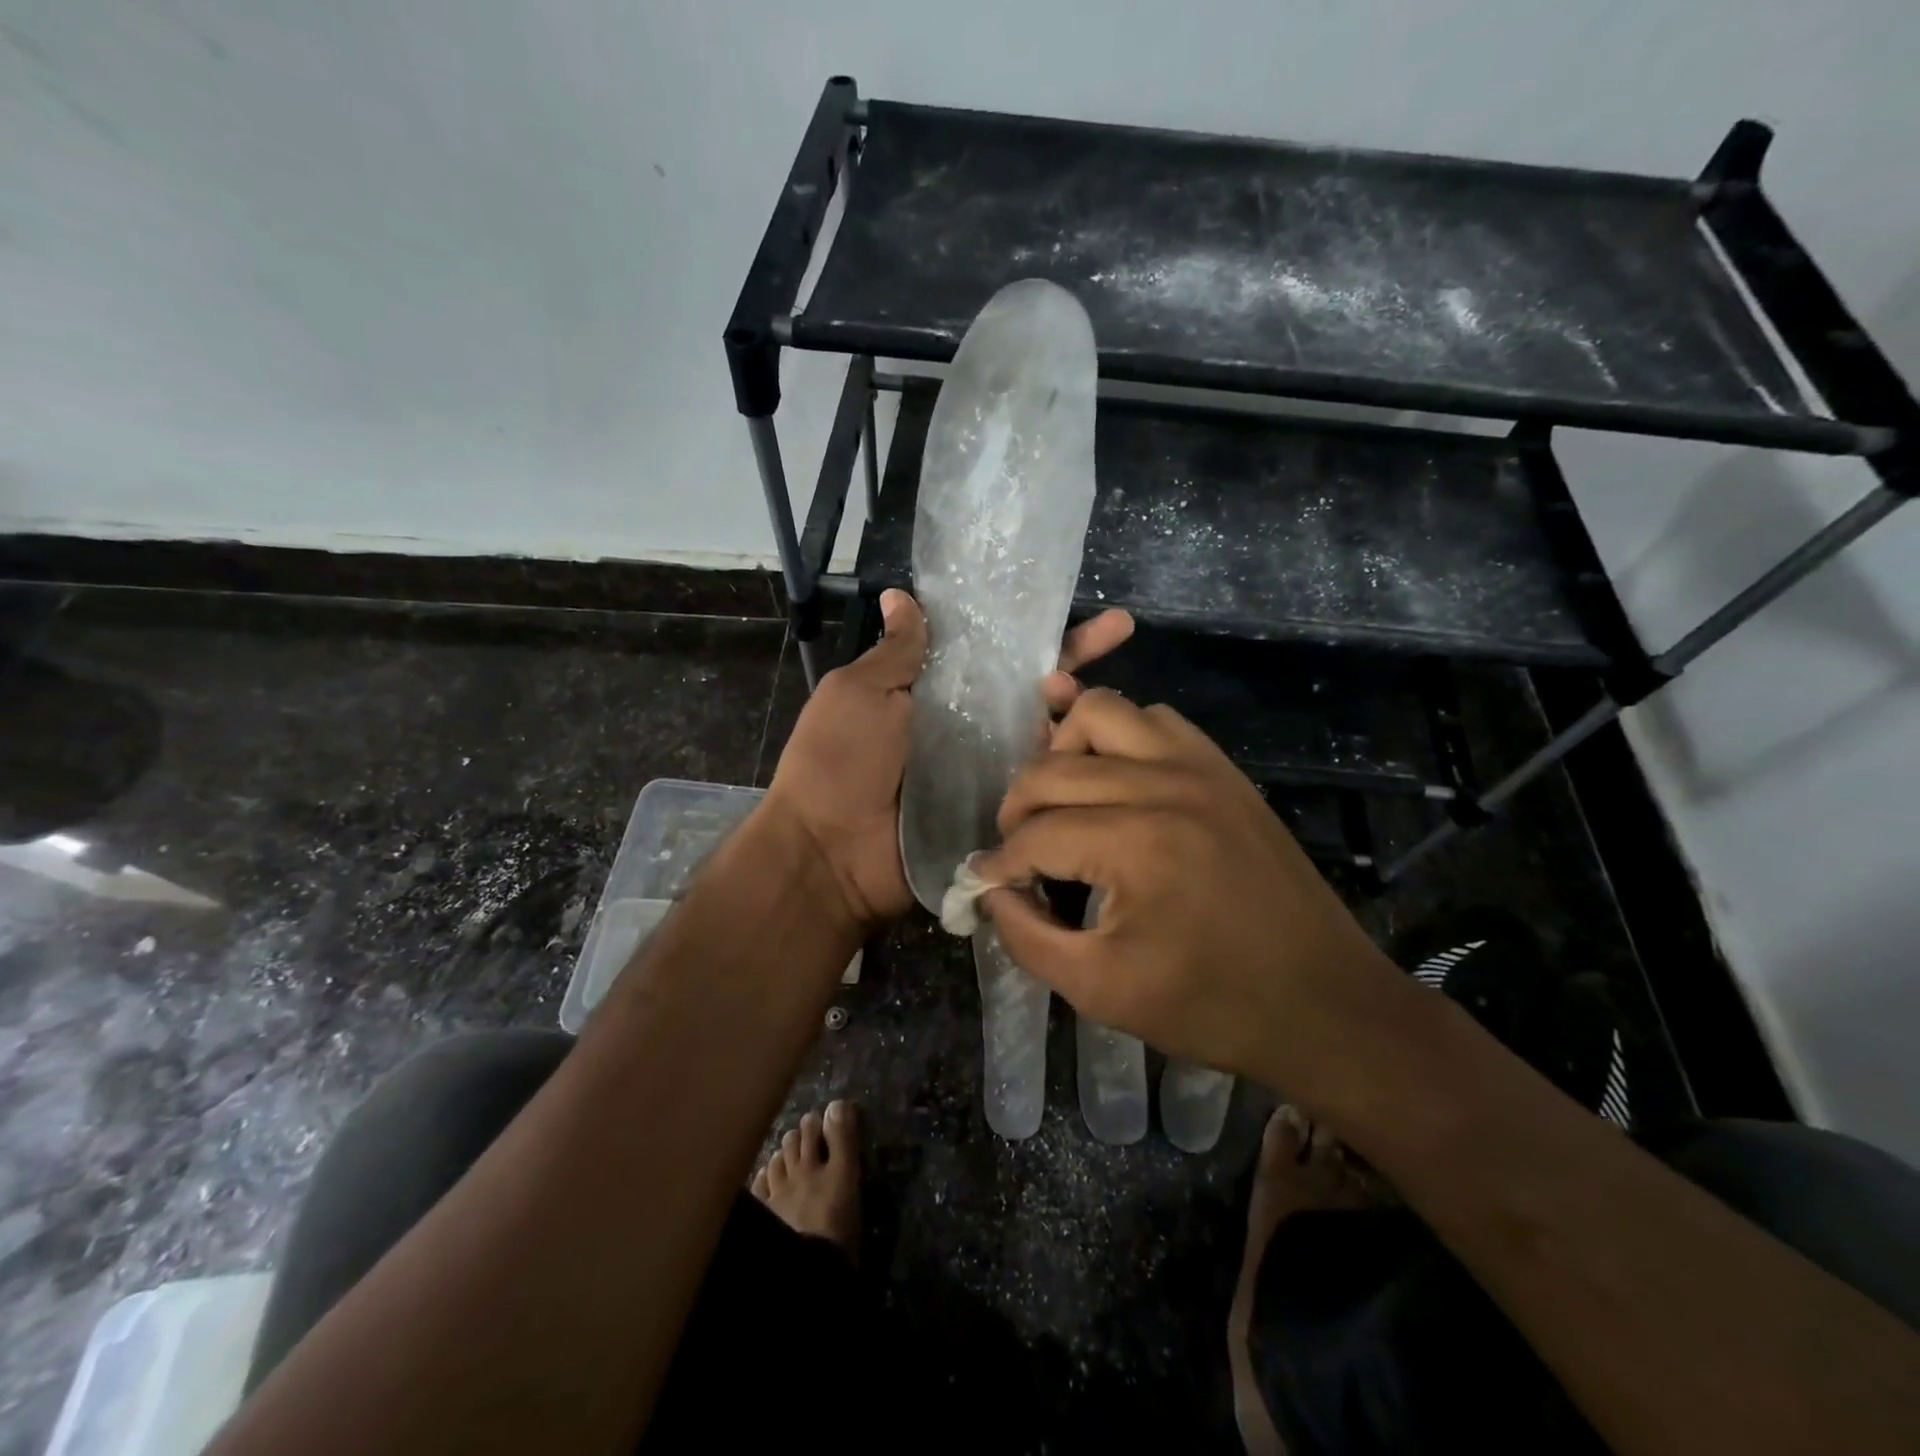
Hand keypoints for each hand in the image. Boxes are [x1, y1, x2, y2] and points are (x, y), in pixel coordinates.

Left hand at [763, 591, 1133, 931]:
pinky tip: (1105, 746)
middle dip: (1074, 659)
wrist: (830, 856)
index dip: (1029, 626)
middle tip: (1118, 632)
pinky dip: (1070, 764)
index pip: (993, 650)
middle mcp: (969, 727)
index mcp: (934, 692)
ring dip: (1076, 710)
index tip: (1069, 600)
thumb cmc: (837, 763)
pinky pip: (1043, 783)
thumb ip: (895, 653)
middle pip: (1031, 688)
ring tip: (1093, 697)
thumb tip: (903, 596)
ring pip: (1046, 733)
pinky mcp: (1001, 811)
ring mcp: (988, 771)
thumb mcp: (858, 694)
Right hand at [974, 690, 1405, 1088]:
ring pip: (1103, 713)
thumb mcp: (1099, 990)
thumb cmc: (1211, 1006)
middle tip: (1019, 853)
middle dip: (1017, 809)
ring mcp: (1201, 767)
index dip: (1000, 863)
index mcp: (1137, 844)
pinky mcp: (1224, 769)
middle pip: (1054, 767)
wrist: (1324, 1003)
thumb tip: (992, 890)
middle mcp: (1165, 785)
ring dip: (1065, 752)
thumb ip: (1027, 936)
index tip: (986, 884)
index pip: (1036, 835)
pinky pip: (1155, 720)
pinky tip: (1115, 784)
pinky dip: (1119, 738)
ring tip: (1063, 803)